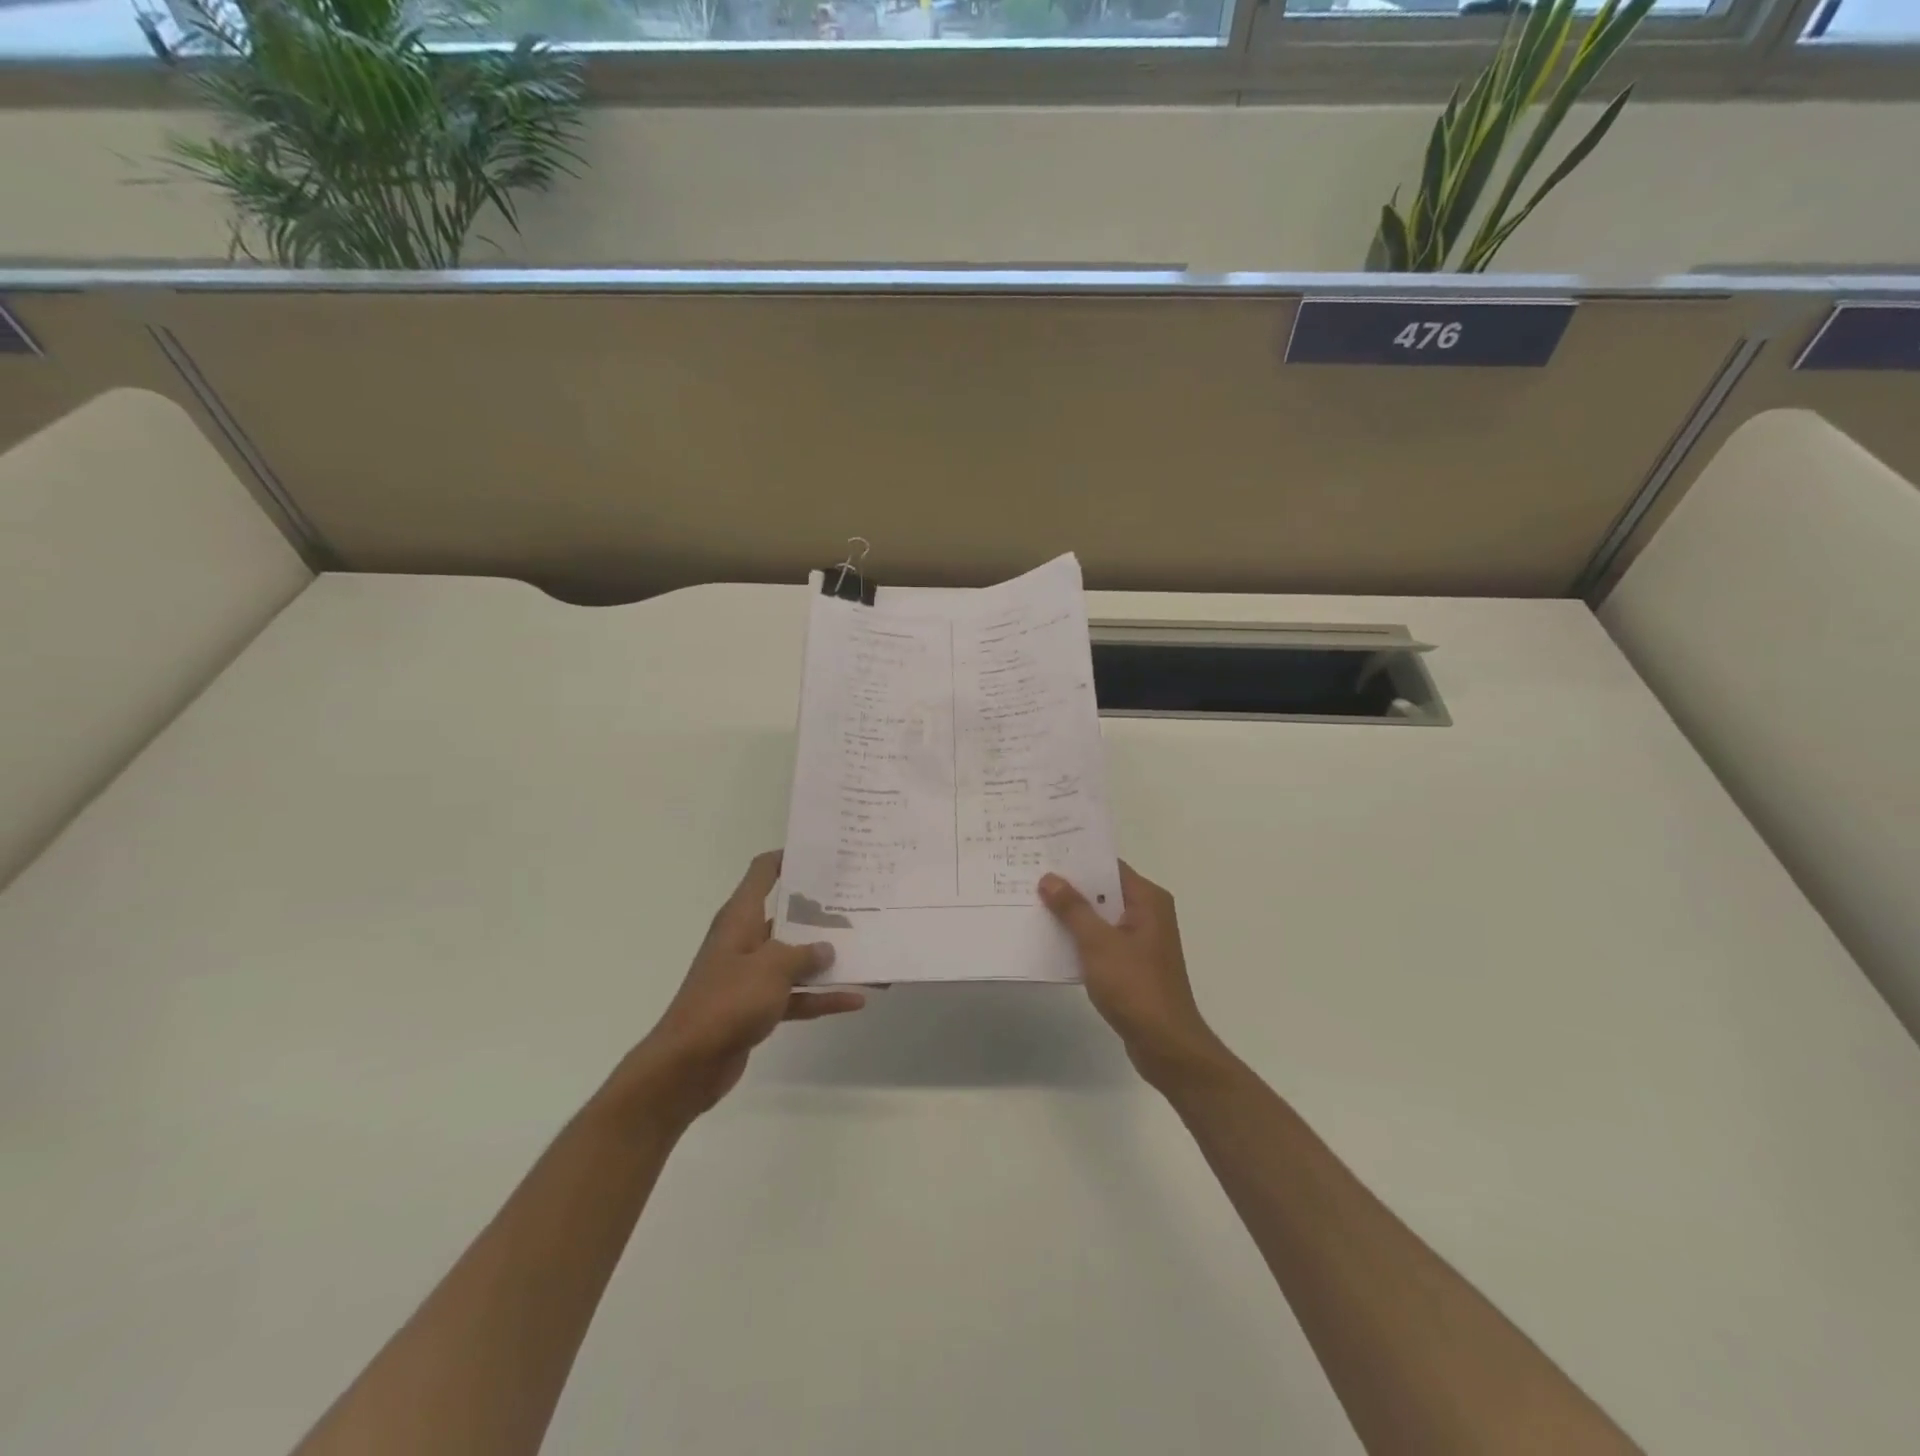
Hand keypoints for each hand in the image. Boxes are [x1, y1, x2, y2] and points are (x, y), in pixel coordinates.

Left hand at [613, 851, 865, 1125]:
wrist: (688, 1064)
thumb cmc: (727, 1001)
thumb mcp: (771, 968)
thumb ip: (804, 954)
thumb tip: (826, 948)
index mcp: (740, 918)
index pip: (762, 872)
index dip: (788, 857)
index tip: (823, 854)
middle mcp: (745, 940)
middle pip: (786, 915)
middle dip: (821, 911)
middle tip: (859, 901)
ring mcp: (750, 975)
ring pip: (795, 959)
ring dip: (827, 959)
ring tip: (866, 950)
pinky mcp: (756, 1007)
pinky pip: (796, 995)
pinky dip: (820, 997)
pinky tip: (855, 999)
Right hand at [1040, 863, 1224, 1088]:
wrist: (1165, 1044)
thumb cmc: (1135, 986)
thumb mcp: (1098, 943)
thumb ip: (1073, 909)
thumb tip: (1049, 878)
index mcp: (1148, 900)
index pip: (1109, 867)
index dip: (1078, 860)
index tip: (1045, 853)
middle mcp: (1148, 914)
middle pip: (1104, 890)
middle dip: (1070, 886)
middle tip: (1030, 876)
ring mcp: (1141, 941)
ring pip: (1101, 917)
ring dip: (1072, 914)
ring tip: (1033, 903)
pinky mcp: (1133, 964)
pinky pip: (1102, 940)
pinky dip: (1080, 938)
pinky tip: (1051, 939)